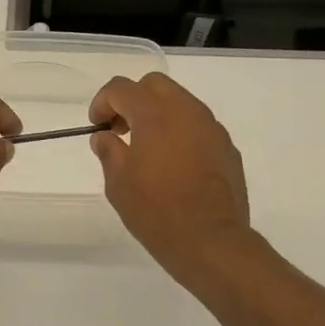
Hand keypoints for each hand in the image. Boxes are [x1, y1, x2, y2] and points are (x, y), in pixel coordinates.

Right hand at [88, 72, 253, 284]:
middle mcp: (187, 111)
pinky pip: (199, 126)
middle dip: (133, 99)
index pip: (122, 88)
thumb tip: (105, 137)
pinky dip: (181, 133)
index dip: (103, 102)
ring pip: (181, 102)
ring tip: (148, 149)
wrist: (210, 240)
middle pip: (155, 85)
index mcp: (155, 114)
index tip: (97, 126)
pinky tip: (174, 165)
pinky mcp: (227, 148)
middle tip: (121, 130)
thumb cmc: (156, 211)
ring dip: (159, 114)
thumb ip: (109, 151)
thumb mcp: (118, 183)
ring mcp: (212, 128)